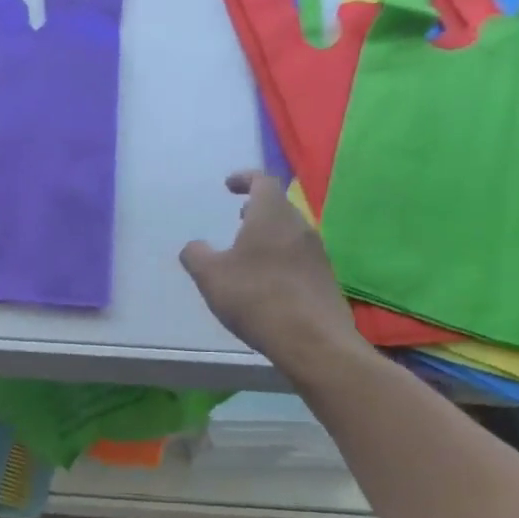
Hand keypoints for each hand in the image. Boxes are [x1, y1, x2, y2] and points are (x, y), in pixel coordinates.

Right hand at [180, 171, 364, 373]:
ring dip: (269, 234)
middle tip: (240, 215)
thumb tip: (194, 246)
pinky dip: (280, 258)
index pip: (263, 181)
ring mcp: (317, 253)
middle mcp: (299, 227)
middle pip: (279, 207)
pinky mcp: (324, 279)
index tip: (229, 184)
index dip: (245, 178)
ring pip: (290, 233)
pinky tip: (267, 282)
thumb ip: (196, 255)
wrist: (312, 339)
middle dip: (258, 208)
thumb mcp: (210, 276)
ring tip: (249, 251)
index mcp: (271, 216)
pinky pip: (299, 257)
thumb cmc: (255, 297)